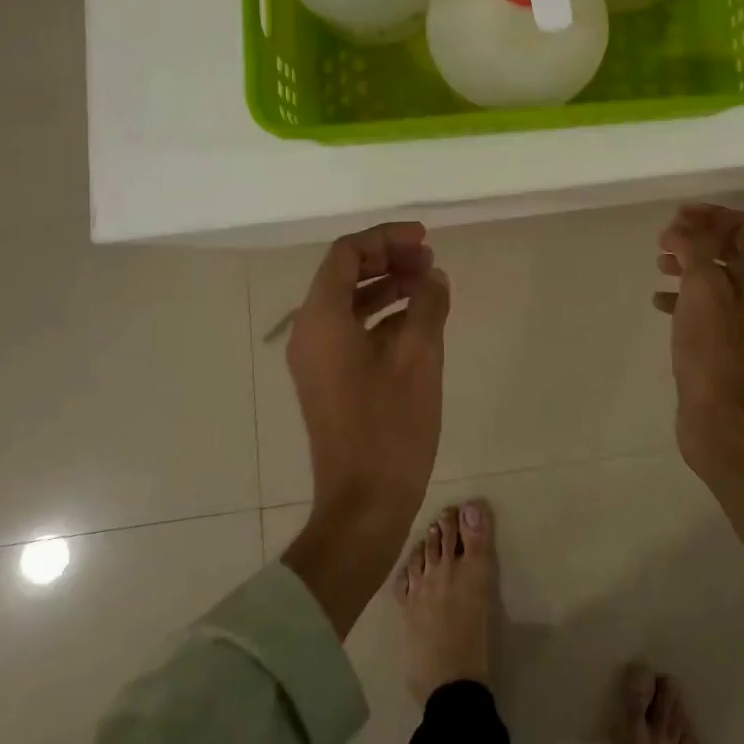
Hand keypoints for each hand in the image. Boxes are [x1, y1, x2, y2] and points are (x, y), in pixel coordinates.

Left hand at [282, 221, 450, 634]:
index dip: (386, 238)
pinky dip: (382, 314)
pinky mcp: (328, 378)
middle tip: (429, 259)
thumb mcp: (419, 356)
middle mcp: (310, 332)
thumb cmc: (390, 426)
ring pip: (349, 301)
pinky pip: (352, 328)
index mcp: (322, 319)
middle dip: (388, 258)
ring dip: (387, 284)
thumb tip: (433, 277)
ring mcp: (316, 358)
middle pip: (345, 273)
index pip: (347, 254)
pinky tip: (417, 318)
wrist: (363, 505)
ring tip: (429, 281)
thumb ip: (427, 304)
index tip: (424, 238)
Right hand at [655, 204, 743, 546]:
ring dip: (688, 263)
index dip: (713, 214)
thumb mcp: (702, 288)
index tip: (678, 217)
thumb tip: (680, 230)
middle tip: (663, 239)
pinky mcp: (727, 341)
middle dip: (697, 237)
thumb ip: (693, 249)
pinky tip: (659, 301)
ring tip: (658, 264)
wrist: (722, 418)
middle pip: (732, 247)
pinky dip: (684, 294)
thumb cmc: (714, 348)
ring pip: (717, 275)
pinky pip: (706, 304)